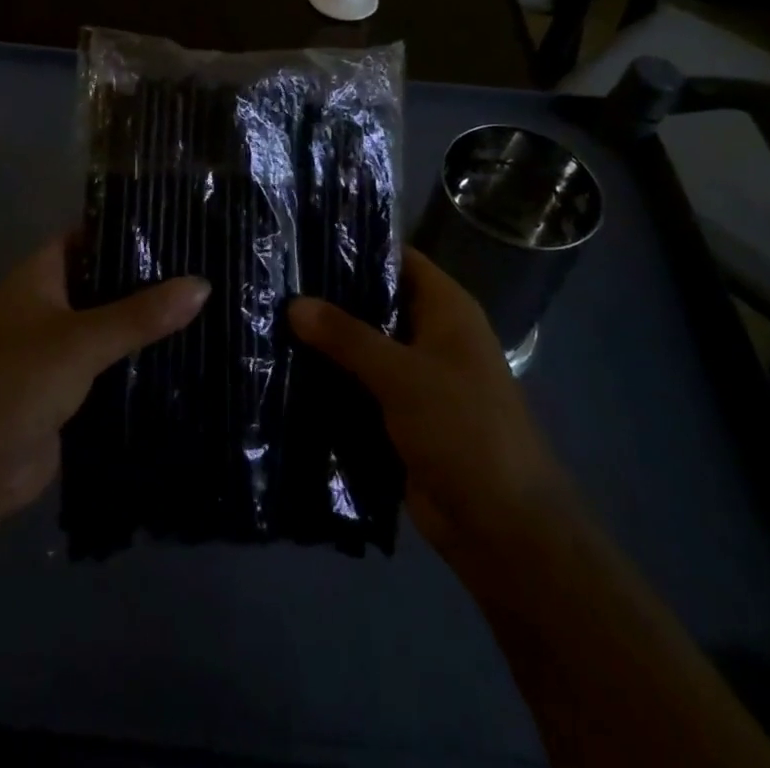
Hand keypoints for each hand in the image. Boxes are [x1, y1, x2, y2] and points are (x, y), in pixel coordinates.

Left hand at [0, 237, 209, 532]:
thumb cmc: (18, 382)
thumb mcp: (83, 340)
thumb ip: (141, 314)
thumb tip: (203, 284)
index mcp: (36, 278)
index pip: (83, 238)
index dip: (122, 230)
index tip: (173, 227)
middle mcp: (43, 307)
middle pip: (99, 283)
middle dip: (142, 281)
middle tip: (200, 269)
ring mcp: (53, 351)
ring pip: (106, 327)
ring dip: (141, 325)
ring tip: (202, 308)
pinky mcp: (65, 391)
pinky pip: (106, 367)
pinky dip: (134, 363)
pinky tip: (179, 358)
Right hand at [288, 247, 566, 563]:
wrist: (502, 528)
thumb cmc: (464, 430)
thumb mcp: (402, 375)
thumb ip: (346, 336)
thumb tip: (293, 303)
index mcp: (446, 310)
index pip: (398, 258)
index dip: (356, 246)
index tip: (304, 240)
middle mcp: (432, 335)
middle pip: (375, 302)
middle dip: (329, 297)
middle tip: (273, 282)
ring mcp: (416, 377)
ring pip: (363, 347)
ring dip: (325, 342)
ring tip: (267, 320)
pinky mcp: (400, 415)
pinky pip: (359, 386)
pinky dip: (330, 381)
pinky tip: (285, 371)